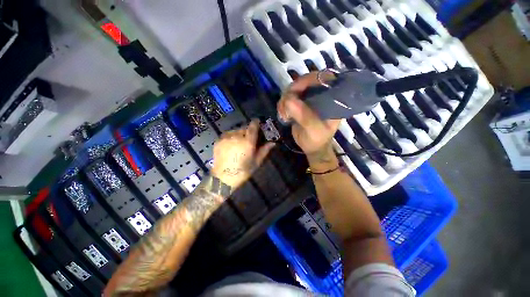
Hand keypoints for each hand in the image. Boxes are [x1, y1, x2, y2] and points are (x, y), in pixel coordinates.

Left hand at [211, 119, 274, 188]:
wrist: (223, 178)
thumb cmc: (243, 171)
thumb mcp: (256, 162)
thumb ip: (264, 150)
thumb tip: (273, 143)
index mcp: (247, 142)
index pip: (253, 127)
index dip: (256, 123)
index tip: (257, 121)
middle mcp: (237, 137)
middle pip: (244, 128)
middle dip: (248, 131)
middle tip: (249, 138)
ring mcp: (226, 138)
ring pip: (235, 130)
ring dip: (239, 133)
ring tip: (239, 142)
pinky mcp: (218, 140)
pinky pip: (227, 134)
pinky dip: (231, 137)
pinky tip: (231, 144)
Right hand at [277, 71, 340, 170]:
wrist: (312, 147)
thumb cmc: (318, 140)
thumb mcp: (314, 130)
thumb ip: (305, 116)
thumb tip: (289, 101)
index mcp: (332, 99)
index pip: (324, 78)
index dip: (308, 80)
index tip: (294, 90)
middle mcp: (321, 94)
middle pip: (305, 81)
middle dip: (292, 91)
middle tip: (285, 105)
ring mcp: (309, 98)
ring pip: (294, 88)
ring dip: (285, 99)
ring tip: (284, 114)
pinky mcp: (299, 103)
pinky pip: (287, 97)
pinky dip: (282, 104)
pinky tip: (283, 115)